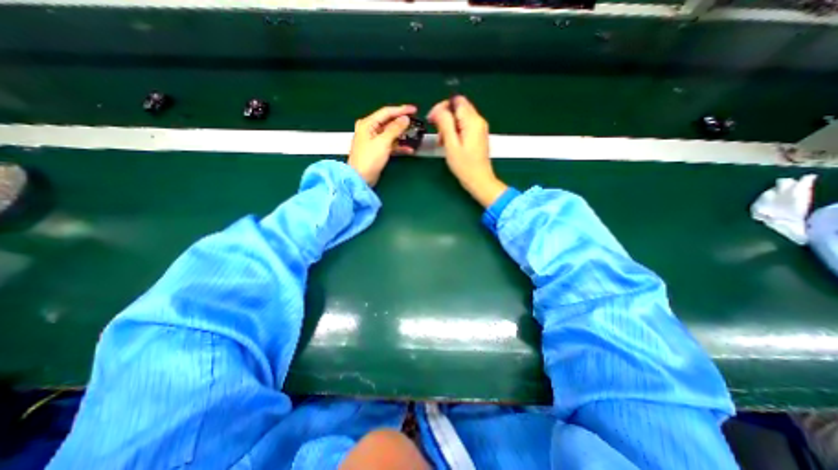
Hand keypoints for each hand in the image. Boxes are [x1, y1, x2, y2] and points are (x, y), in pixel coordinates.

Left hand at [348, 104, 414, 185]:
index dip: (401, 110)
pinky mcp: (377, 150)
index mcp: (368, 124)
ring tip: (415, 136)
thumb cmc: (369, 159)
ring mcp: (374, 140)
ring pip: (391, 134)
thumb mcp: (383, 142)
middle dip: (402, 123)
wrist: (360, 178)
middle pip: (389, 122)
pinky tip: (409, 149)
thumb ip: (395, 129)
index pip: (386, 112)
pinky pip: (390, 144)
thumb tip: (405, 118)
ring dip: (402, 136)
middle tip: (416, 123)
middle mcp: (370, 129)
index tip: (414, 110)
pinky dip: (399, 146)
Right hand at [428, 95, 506, 207]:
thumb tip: (438, 110)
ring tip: (442, 141)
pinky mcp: (478, 136)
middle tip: (436, 131)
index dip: (441, 107)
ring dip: (448, 126)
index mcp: (472, 121)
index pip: (456, 101)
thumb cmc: (465, 166)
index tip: (431, 120)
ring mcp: (479, 128)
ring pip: (460, 117)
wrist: (479, 181)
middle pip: (458, 107)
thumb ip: (445, 124)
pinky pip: (464, 126)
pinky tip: (449, 143)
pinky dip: (455, 131)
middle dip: (444, 117)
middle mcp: (478, 121)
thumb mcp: (451, 145)